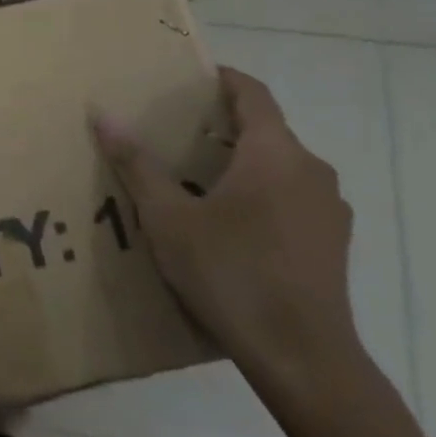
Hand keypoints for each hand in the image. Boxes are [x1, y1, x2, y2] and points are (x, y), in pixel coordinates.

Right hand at [91, 67, 360, 400]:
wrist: (304, 359)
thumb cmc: (231, 274)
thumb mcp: (169, 218)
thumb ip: (137, 164)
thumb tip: (103, 114)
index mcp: (275, 154)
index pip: (253, 94)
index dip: (224, 79)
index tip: (192, 77)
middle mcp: (311, 171)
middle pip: (267, 130)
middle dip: (224, 124)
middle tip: (177, 131)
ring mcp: (328, 209)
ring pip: (281, 166)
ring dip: (243, 161)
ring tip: (198, 178)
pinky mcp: (332, 243)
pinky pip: (292, 197)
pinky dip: (262, 192)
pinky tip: (231, 224)